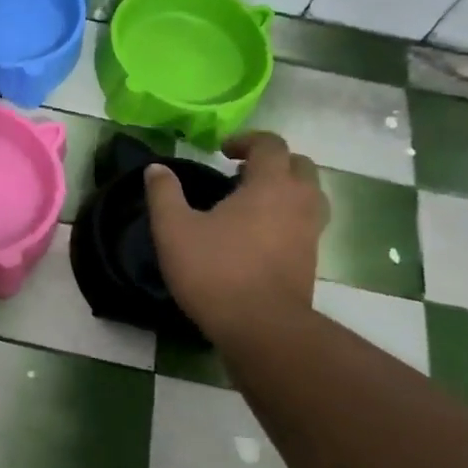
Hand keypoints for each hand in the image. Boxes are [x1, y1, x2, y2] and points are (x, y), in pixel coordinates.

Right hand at [144, 132, 327, 340]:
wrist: (261, 326)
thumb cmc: (215, 271)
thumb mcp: (174, 230)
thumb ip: (164, 194)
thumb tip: (156, 168)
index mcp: (270, 184)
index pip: (270, 144)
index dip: (247, 141)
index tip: (223, 152)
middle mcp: (299, 201)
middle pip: (299, 165)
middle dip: (273, 162)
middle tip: (242, 175)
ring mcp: (310, 232)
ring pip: (309, 195)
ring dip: (285, 190)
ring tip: (254, 204)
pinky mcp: (311, 259)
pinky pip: (305, 223)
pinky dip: (288, 218)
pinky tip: (259, 236)